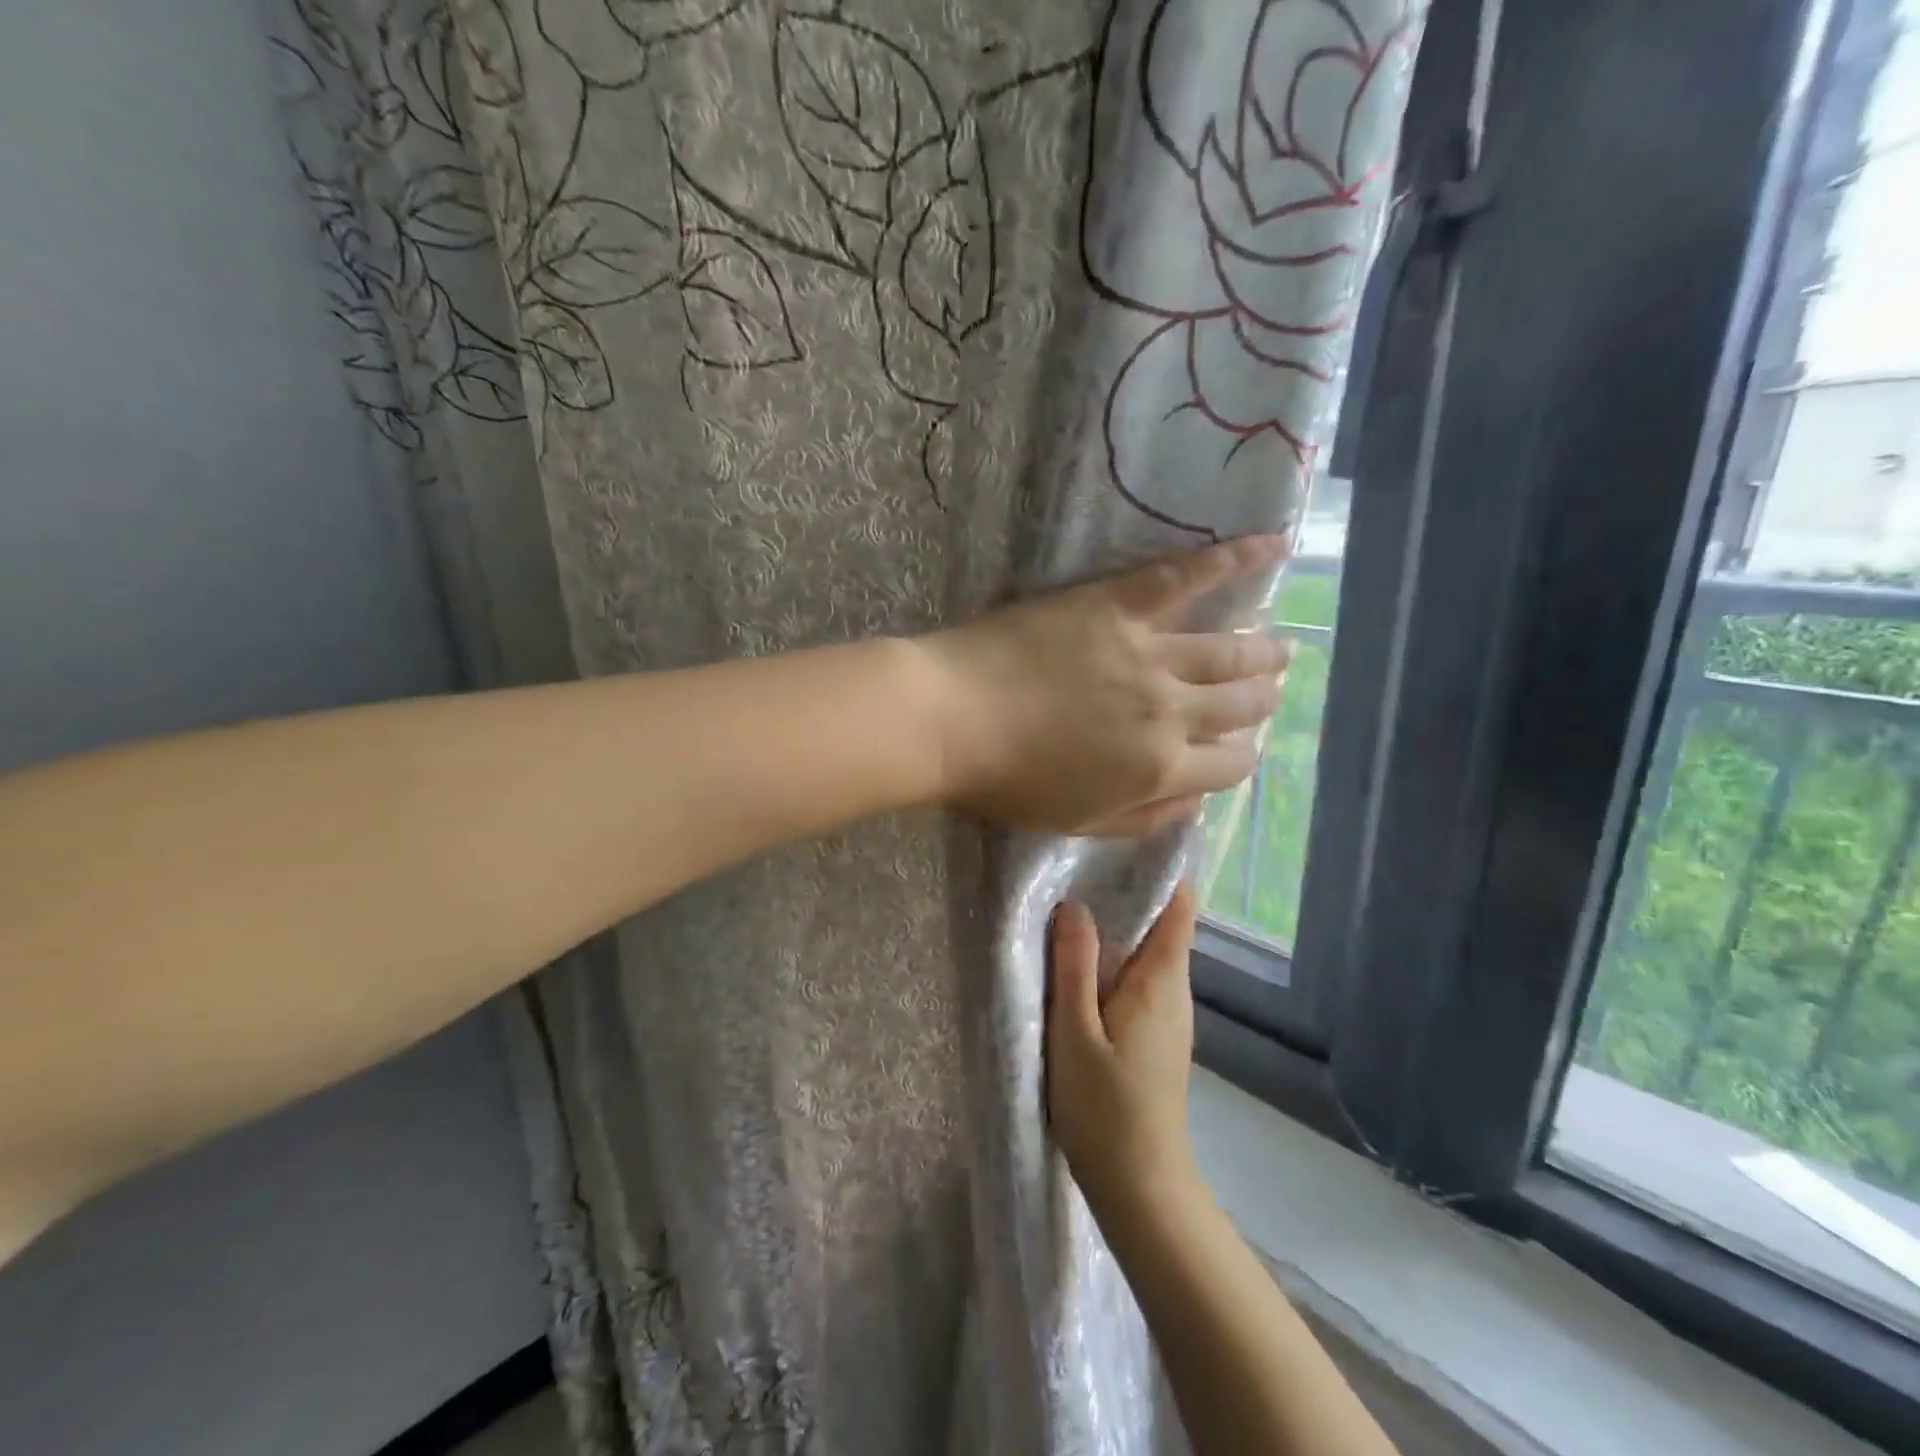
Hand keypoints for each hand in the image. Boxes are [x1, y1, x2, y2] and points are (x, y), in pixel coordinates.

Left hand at [921, 536, 1290, 836]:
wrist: (950, 719)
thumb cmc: (1004, 780)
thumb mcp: (1075, 821)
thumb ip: (1142, 818)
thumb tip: (1194, 805)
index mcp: (1159, 768)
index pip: (1229, 766)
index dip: (1240, 759)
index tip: (1238, 750)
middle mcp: (1169, 710)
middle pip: (1238, 705)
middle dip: (1262, 701)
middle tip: (1272, 690)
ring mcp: (1149, 653)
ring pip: (1227, 650)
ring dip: (1262, 650)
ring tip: (1283, 646)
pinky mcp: (1119, 604)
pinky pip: (1187, 577)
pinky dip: (1235, 558)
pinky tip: (1274, 545)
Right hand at [1047, 883, 1203, 1221]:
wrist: (1140, 1186)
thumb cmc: (1105, 1107)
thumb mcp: (1075, 1032)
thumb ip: (1074, 967)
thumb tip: (1073, 905)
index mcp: (1162, 980)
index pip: (1180, 907)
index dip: (1162, 870)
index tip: (1125, 840)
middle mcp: (1174, 990)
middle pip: (1161, 924)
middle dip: (1125, 893)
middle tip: (1077, 865)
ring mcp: (1168, 1016)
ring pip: (1146, 953)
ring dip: (1114, 928)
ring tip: (1068, 904)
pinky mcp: (1155, 1036)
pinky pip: (1138, 979)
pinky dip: (1113, 960)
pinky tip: (1077, 963)